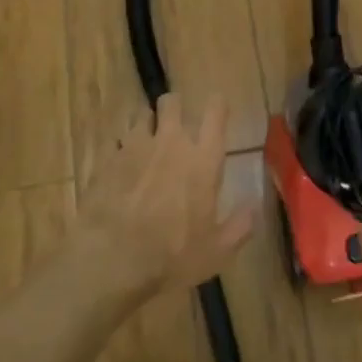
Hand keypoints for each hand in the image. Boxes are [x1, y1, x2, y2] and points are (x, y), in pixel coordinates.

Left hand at [77, 93, 254, 294]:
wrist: (112, 259)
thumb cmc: (172, 255)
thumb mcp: (217, 250)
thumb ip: (240, 225)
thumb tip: (254, 207)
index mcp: (203, 160)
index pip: (215, 113)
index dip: (217, 104)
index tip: (217, 106)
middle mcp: (170, 143)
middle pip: (172, 102)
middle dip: (175, 107)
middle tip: (175, 123)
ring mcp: (135, 147)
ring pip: (141, 116)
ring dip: (147, 125)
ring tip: (146, 141)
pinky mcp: (107, 159)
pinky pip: (115, 141)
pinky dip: (120, 148)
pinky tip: (120, 164)